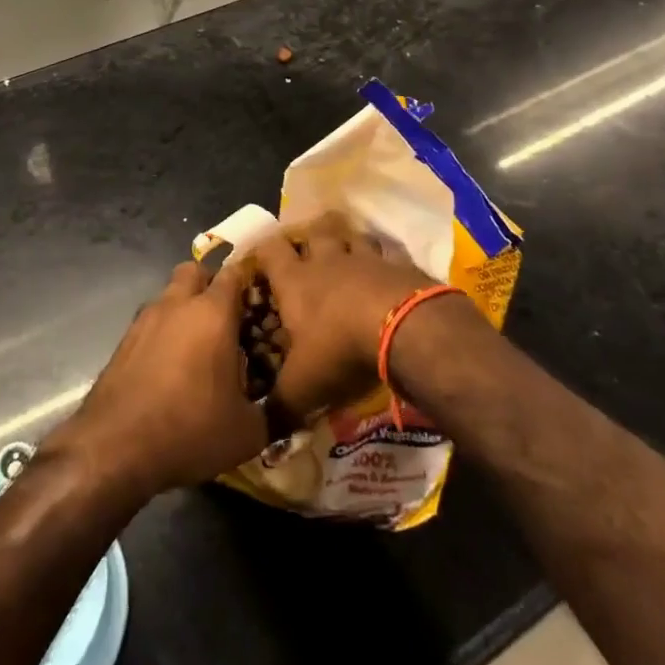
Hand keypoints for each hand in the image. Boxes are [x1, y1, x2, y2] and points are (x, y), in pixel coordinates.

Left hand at [52, 260, 266, 500]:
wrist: (116, 446)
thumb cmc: (190, 429)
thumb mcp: (247, 431)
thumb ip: (272, 411)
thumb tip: (286, 407)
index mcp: (212, 313)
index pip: (234, 274)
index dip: (248, 283)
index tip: (259, 302)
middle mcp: (177, 304)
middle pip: (195, 271)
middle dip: (210, 285)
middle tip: (225, 318)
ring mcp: (145, 318)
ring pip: (169, 294)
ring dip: (184, 308)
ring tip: (197, 346)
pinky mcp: (124, 339)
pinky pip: (151, 320)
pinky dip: (163, 331)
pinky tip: (170, 365)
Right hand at [250, 212, 437, 426]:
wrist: (404, 330)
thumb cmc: (340, 350)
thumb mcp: (303, 387)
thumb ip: (280, 405)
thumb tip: (260, 433)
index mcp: (295, 281)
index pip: (270, 250)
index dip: (263, 252)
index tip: (261, 261)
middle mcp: (328, 260)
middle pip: (315, 230)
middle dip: (310, 236)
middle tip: (311, 251)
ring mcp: (366, 258)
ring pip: (353, 237)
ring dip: (350, 244)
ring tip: (350, 257)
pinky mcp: (401, 265)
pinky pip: (389, 254)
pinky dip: (386, 261)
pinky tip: (389, 274)